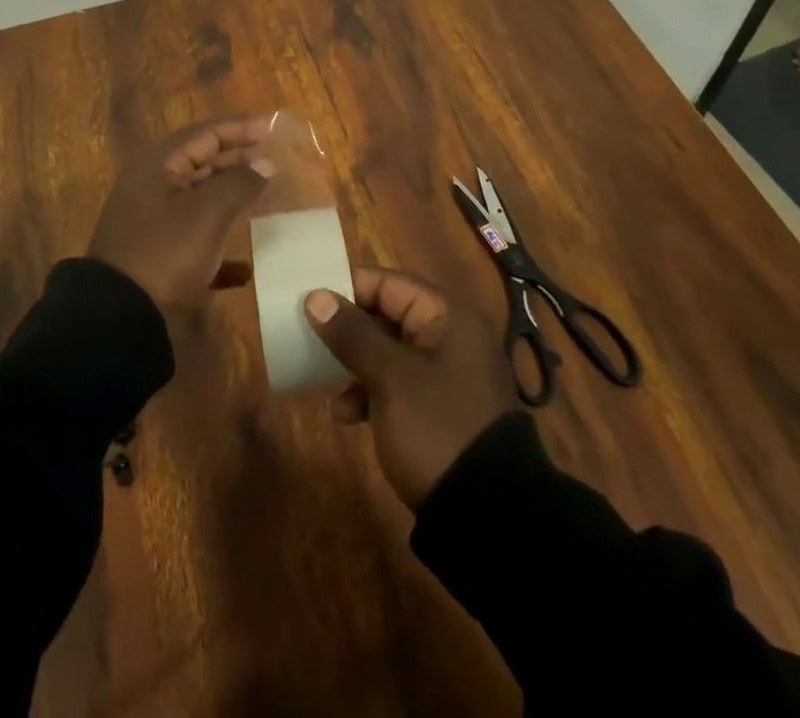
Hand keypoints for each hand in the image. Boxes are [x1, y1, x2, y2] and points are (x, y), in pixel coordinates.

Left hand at [88, 117, 274, 308]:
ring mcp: (151, 223)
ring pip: (198, 199)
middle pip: (200, 162)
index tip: (272, 129)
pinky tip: (245, 267)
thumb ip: (240, 182)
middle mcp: (152, 188)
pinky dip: (219, 246)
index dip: (239, 129)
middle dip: (237, 159)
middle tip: (272, 160)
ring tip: (263, 196)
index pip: (204, 134)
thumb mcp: (208, 212)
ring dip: (230, 196)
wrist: (119, 318)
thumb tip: (265, 163)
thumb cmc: (166, 251)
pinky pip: (194, 240)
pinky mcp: (156, 257)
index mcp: (158, 166)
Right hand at [305, 267, 518, 508]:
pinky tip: (348, 416)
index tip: (309, 305)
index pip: (387, 283)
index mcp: (446, 315)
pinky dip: (371, 393)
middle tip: (311, 343)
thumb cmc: (436, 427)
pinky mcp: (440, 408)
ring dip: (356, 365)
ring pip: (389, 352)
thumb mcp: (389, 377)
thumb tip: (316, 297)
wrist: (489, 516)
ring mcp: (447, 374)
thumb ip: (352, 334)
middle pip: (387, 316)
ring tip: (327, 384)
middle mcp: (450, 336)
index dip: (347, 290)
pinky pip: (398, 384)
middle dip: (348, 332)